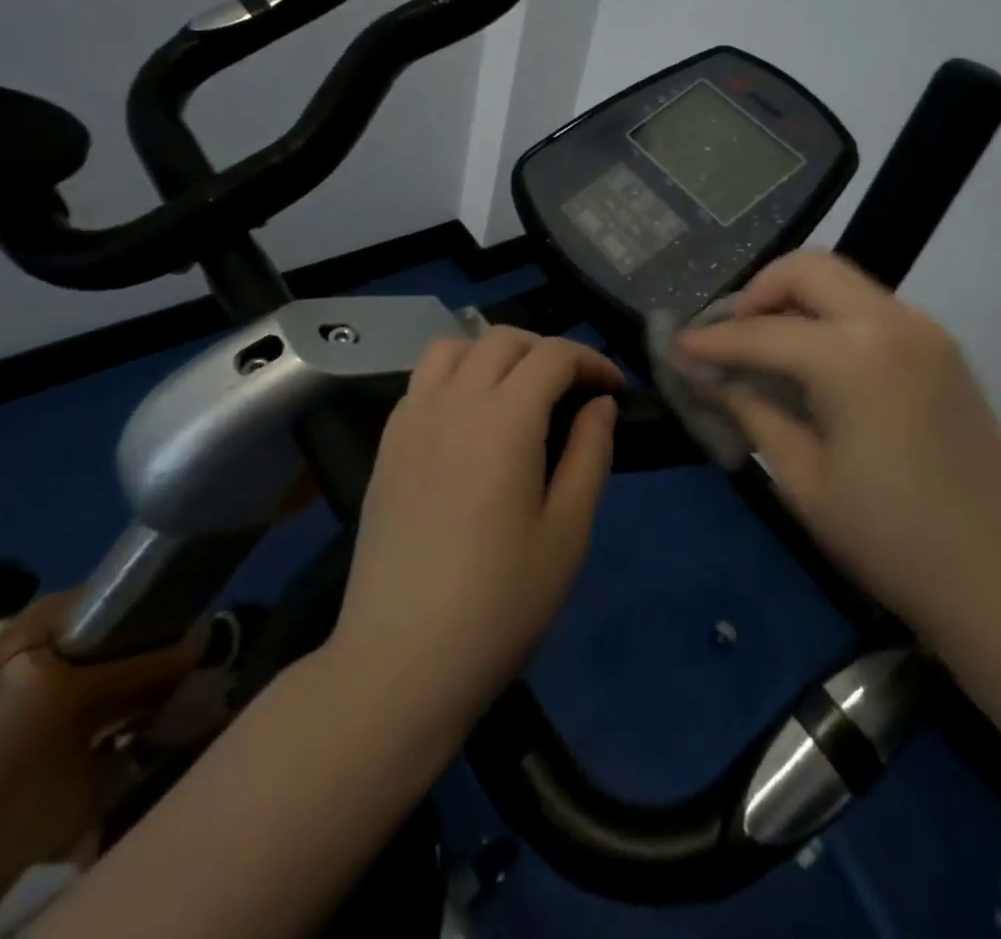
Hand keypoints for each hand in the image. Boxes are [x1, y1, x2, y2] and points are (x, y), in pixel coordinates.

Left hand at [331, 328, 621, 723]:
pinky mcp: (387, 447)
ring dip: (494, 354)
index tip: (613, 391)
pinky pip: (422, 382)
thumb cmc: (500, 602)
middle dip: (548, 351)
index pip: (553, 356)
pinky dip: (455, 377)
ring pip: (453, 348)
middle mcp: (453, 403)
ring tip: (517, 393)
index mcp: (504, 420)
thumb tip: (599, 404)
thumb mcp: (568, 531)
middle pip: (503, 339)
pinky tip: (469, 422)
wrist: (401, 662)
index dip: (591, 362)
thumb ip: (590, 453)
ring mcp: (411, 421)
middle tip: (573, 391)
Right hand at [679, 250, 1000, 647]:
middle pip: (809, 269)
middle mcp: (892, 323)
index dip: (712, 341)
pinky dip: (831, 318)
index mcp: (853, 358)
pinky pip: (871, 309)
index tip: (678, 347)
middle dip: (757, 292)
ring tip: (765, 347)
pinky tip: (814, 363)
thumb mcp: (802, 479)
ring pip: (843, 282)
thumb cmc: (890, 541)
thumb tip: (708, 377)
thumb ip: (752, 411)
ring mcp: (925, 331)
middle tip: (729, 336)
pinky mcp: (941, 349)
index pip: (762, 332)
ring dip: (795, 301)